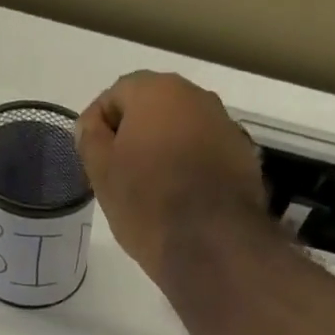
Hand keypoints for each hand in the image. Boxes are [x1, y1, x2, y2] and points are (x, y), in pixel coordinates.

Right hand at [75, 71, 271, 285]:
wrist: (211, 244)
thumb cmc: (147, 204)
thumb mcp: (103, 175)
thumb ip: (91, 141)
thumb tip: (90, 125)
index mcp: (157, 91)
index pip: (116, 95)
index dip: (99, 126)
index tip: (93, 159)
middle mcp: (197, 96)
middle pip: (154, 110)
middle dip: (135, 136)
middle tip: (120, 175)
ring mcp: (226, 126)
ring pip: (184, 132)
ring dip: (166, 151)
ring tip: (153, 191)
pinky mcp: (244, 158)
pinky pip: (207, 155)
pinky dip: (193, 169)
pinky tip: (183, 201)